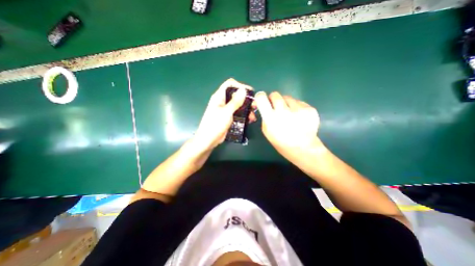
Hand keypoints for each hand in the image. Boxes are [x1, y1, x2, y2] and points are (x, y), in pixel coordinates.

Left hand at [194, 78, 255, 150]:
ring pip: (238, 105)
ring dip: (246, 109)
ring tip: (253, 116)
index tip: (250, 93)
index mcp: (219, 97)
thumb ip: (235, 101)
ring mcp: (226, 110)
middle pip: (236, 95)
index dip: (240, 86)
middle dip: (246, 99)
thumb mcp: (226, 112)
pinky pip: (238, 113)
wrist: (209, 140)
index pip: (230, 84)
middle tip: (255, 106)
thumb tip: (243, 90)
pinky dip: (244, 115)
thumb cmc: (215, 125)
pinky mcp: (228, 117)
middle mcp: (222, 101)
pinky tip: (249, 120)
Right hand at [254, 91, 320, 160]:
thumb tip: (264, 104)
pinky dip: (296, 107)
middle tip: (277, 108)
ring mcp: (298, 109)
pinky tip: (299, 117)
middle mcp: (284, 111)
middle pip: (275, 94)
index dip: (260, 96)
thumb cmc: (281, 142)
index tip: (262, 99)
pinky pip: (299, 102)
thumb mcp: (266, 131)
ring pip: (288, 97)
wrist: (303, 148)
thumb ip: (264, 116)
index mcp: (271, 118)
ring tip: (290, 115)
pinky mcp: (310, 109)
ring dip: (286, 104)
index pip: (261, 98)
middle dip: (274, 99)